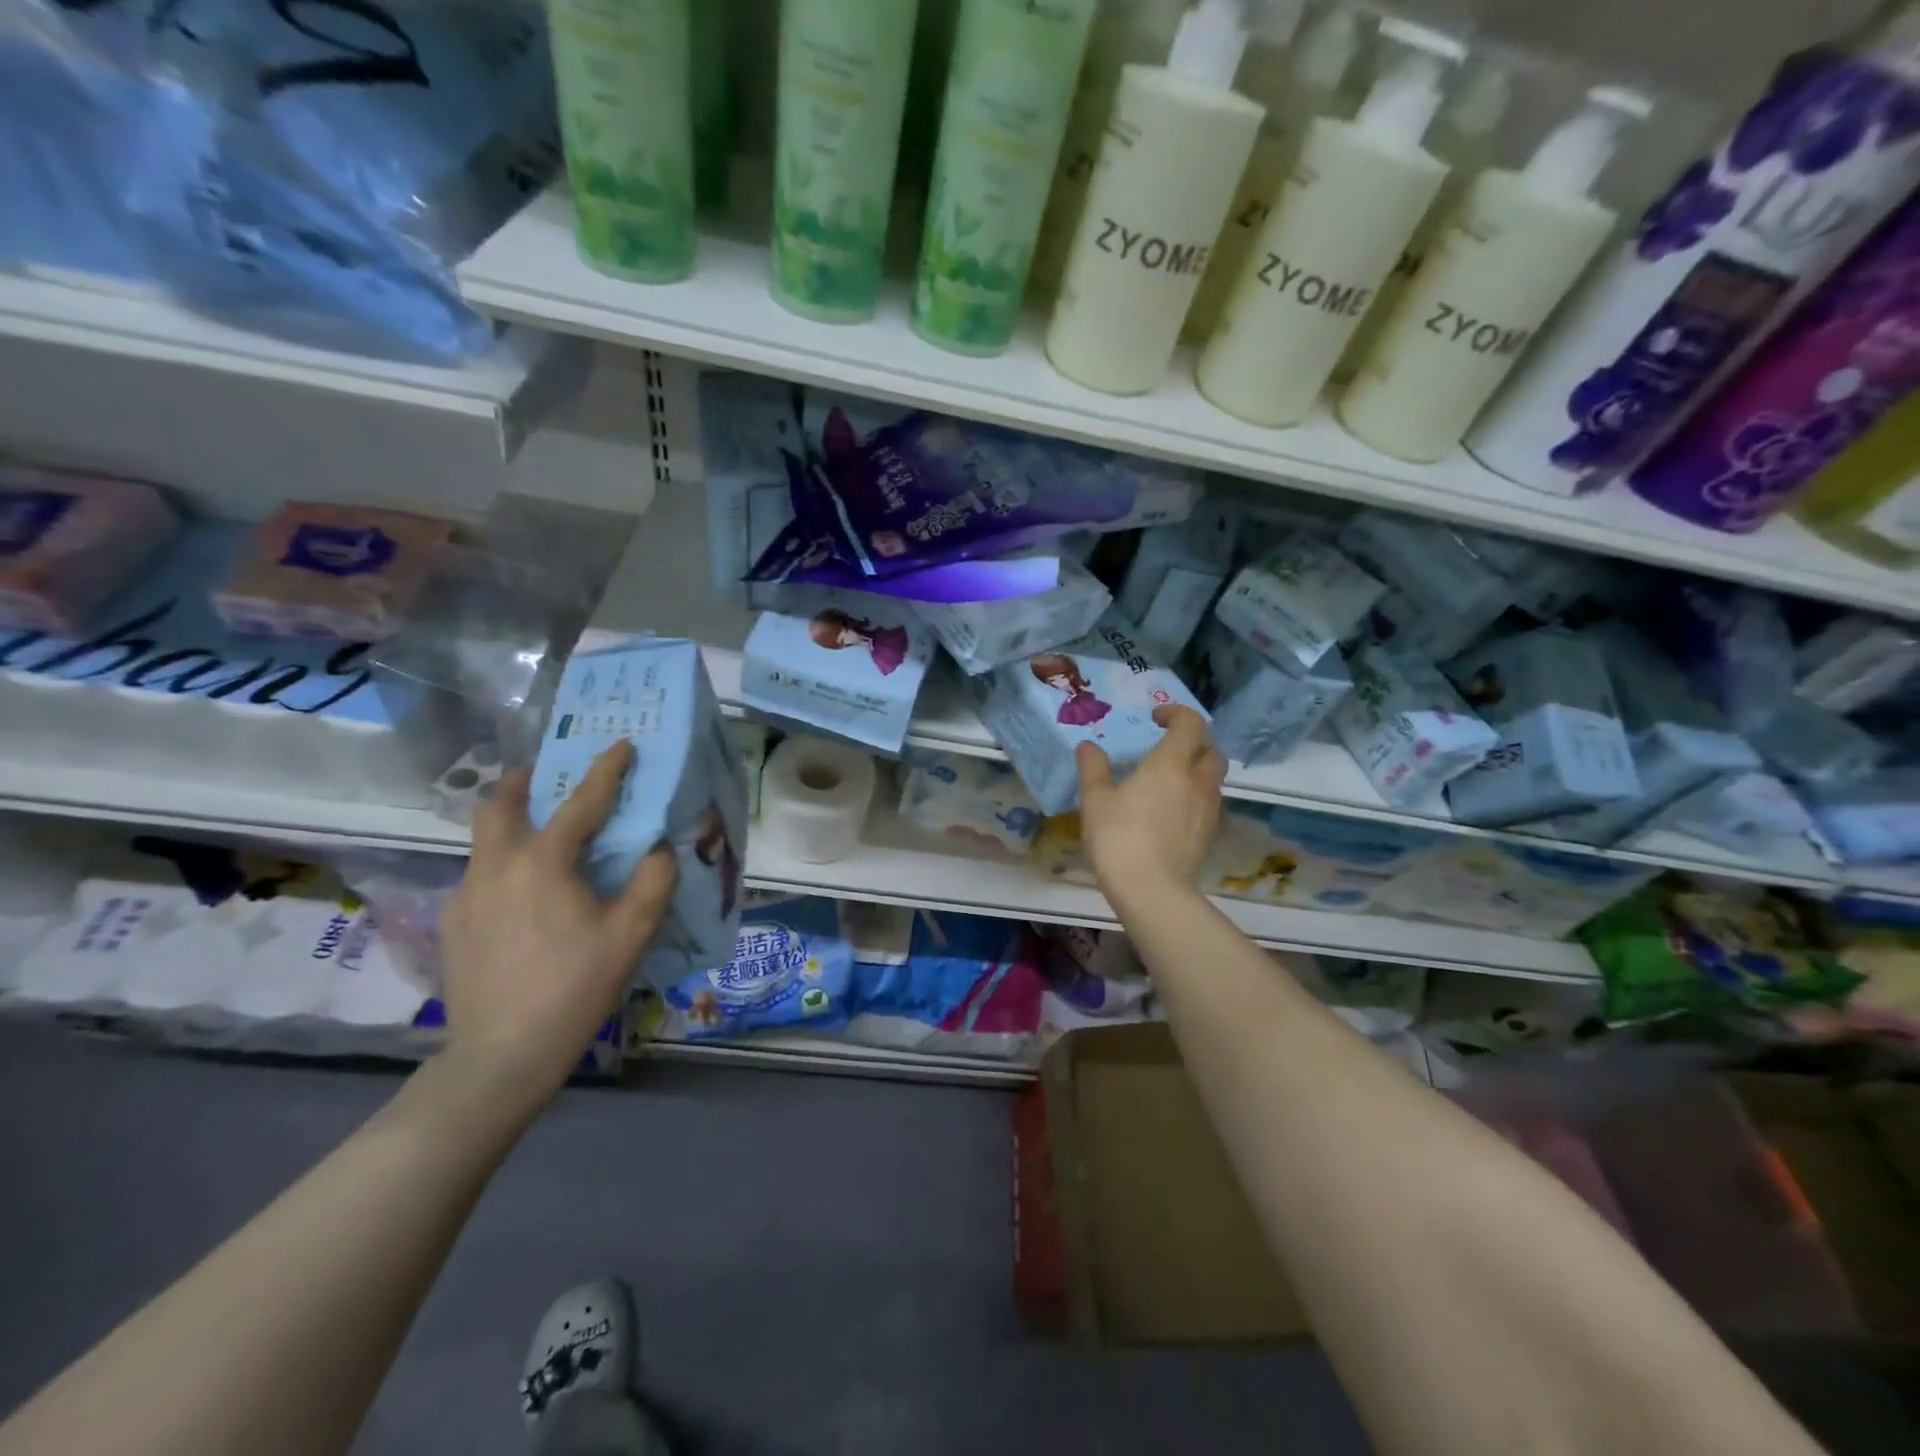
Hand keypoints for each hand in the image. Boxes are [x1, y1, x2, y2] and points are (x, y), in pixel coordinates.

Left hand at [438, 741, 676, 1115]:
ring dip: (511, 822)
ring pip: (484, 840)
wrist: (501, 1056)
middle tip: (549, 777)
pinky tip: (524, 895)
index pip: (581, 801)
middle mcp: (495, 867)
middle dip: (525, 781)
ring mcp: (466, 896)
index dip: (606, 770)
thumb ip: (653, 879)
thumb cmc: (575, 987)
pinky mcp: (452, 924)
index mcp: (543, 862)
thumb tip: (658, 845)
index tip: (622, 745)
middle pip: (499, 804)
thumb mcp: (632, 933)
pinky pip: (479, 875)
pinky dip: (503, 863)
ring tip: (542, 837)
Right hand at [1075, 705, 1225, 895]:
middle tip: (1167, 749)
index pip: (1190, 723)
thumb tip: (1088, 746)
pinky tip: (1172, 813)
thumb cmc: (1119, 837)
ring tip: (1168, 782)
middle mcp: (1197, 781)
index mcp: (1171, 763)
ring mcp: (1209, 810)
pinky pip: (1209, 804)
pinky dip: (1195, 798)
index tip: (1155, 719)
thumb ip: (1093, 768)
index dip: (1176, 713)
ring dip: (1196, 771)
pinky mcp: (1210, 835)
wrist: (1152, 891)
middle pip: (1211, 750)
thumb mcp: (1095, 800)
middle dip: (1193, 742)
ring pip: (1213, 779)